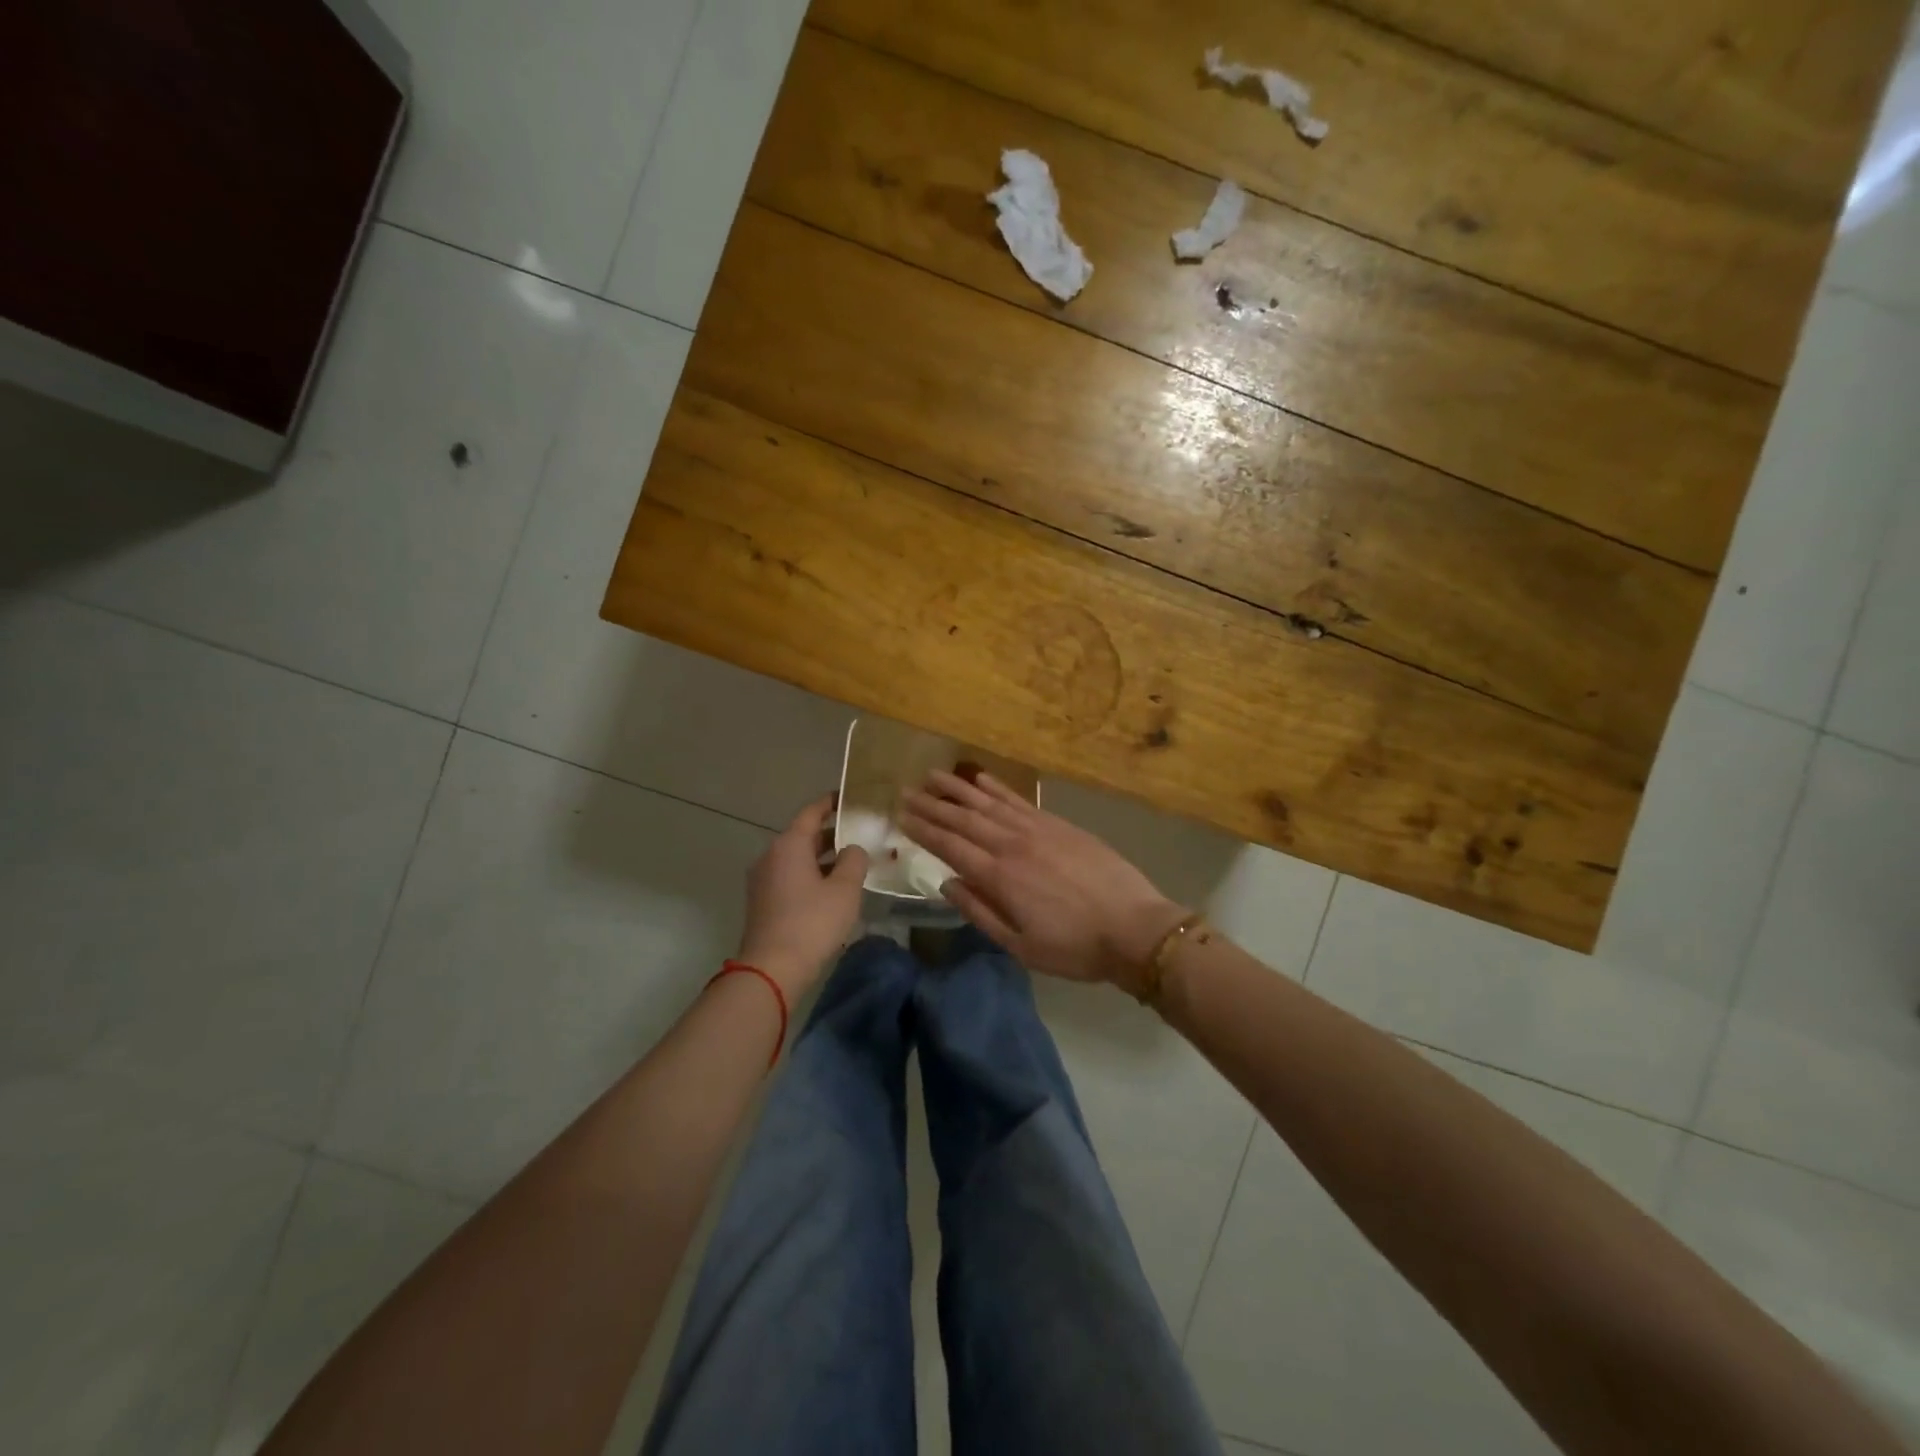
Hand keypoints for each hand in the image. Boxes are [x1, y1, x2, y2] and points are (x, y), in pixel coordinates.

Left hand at [737, 795, 869, 997]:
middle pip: (804, 835)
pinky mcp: (762, 901)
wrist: (772, 969)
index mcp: (789, 844)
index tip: (850, 797)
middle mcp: (771, 855)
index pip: (812, 812)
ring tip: (851, 862)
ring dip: (822, 857)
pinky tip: (831, 889)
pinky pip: (790, 876)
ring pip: (797, 858)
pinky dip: (810, 874)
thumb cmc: (812, 922)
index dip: (832, 802)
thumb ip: (854, 860)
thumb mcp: (845, 889)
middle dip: (832, 833)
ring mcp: (762, 880)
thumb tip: (853, 849)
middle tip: (860, 833)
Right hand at [900, 771, 1185, 990]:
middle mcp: (1012, 845)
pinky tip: (980, 779)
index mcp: (999, 877)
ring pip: (988, 803)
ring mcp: (1036, 829)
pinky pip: (1019, 800)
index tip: (901, 816)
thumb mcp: (1020, 946)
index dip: (923, 830)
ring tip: (933, 775)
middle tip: (906, 790)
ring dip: (958, 788)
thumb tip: (947, 884)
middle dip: (932, 805)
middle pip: (964, 819)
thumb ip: (980, 912)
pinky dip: (997, 788)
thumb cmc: (1074, 947)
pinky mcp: (1058, 824)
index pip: (950, 846)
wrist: (1134, 927)